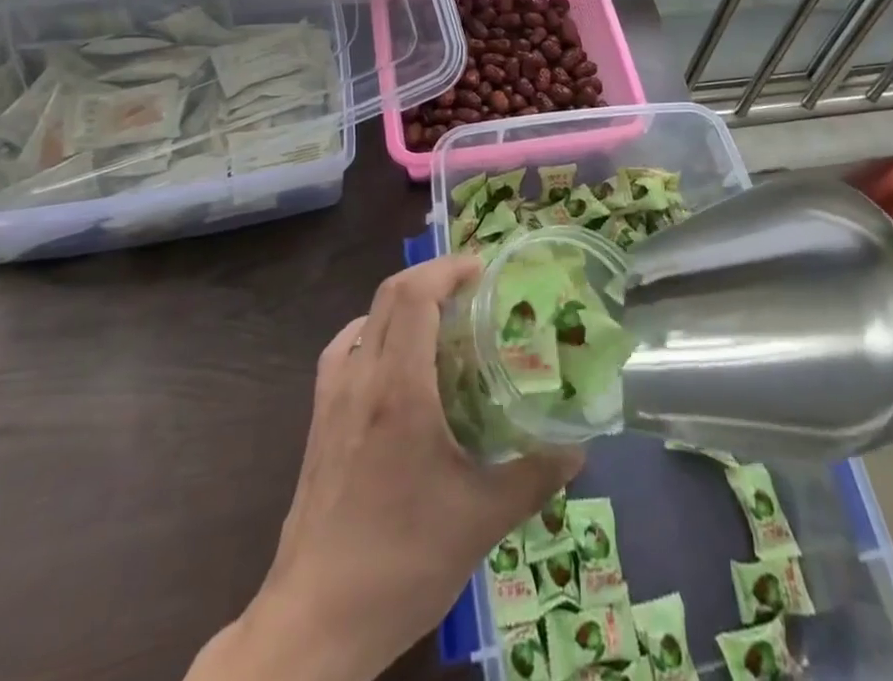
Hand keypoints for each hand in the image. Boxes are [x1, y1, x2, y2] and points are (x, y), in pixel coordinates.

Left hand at [195, 255, 581, 680]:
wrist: (314, 623)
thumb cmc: (401, 562)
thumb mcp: (481, 521)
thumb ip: (534, 478)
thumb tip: (578, 449)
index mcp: (399, 389)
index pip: (416, 296)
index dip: (449, 269)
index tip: (484, 270)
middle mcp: (361, 378)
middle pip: (390, 295)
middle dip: (432, 276)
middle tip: (473, 288)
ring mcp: (332, 399)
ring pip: (365, 319)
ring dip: (402, 302)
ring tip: (440, 319)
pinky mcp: (317, 423)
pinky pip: (343, 352)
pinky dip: (371, 333)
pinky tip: (391, 361)